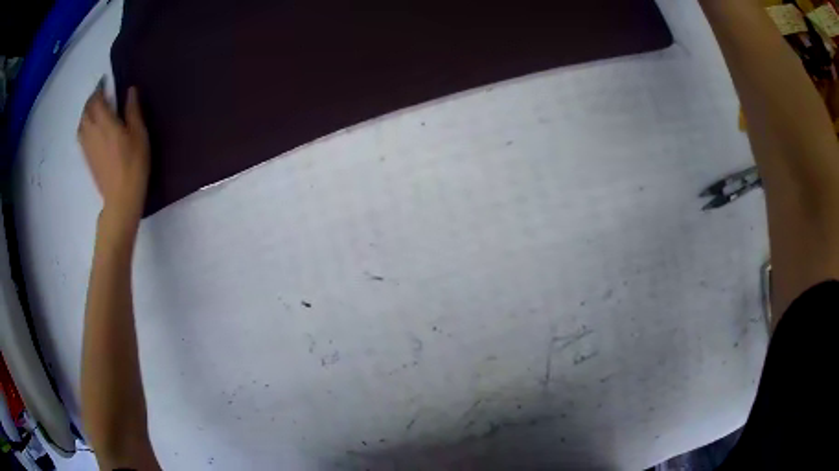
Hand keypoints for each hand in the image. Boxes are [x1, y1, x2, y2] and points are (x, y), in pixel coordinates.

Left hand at [78, 82, 149, 229]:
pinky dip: (83, 126)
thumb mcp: (139, 134)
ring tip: (93, 109)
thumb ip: (133, 111)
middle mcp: (93, 132)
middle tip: (99, 94)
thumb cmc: (134, 164)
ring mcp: (88, 146)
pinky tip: (89, 127)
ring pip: (81, 123)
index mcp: (105, 123)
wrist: (121, 198)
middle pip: (86, 111)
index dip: (99, 89)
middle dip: (91, 100)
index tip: (104, 81)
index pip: (97, 100)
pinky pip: (81, 136)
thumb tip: (130, 90)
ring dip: (85, 113)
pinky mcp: (87, 158)